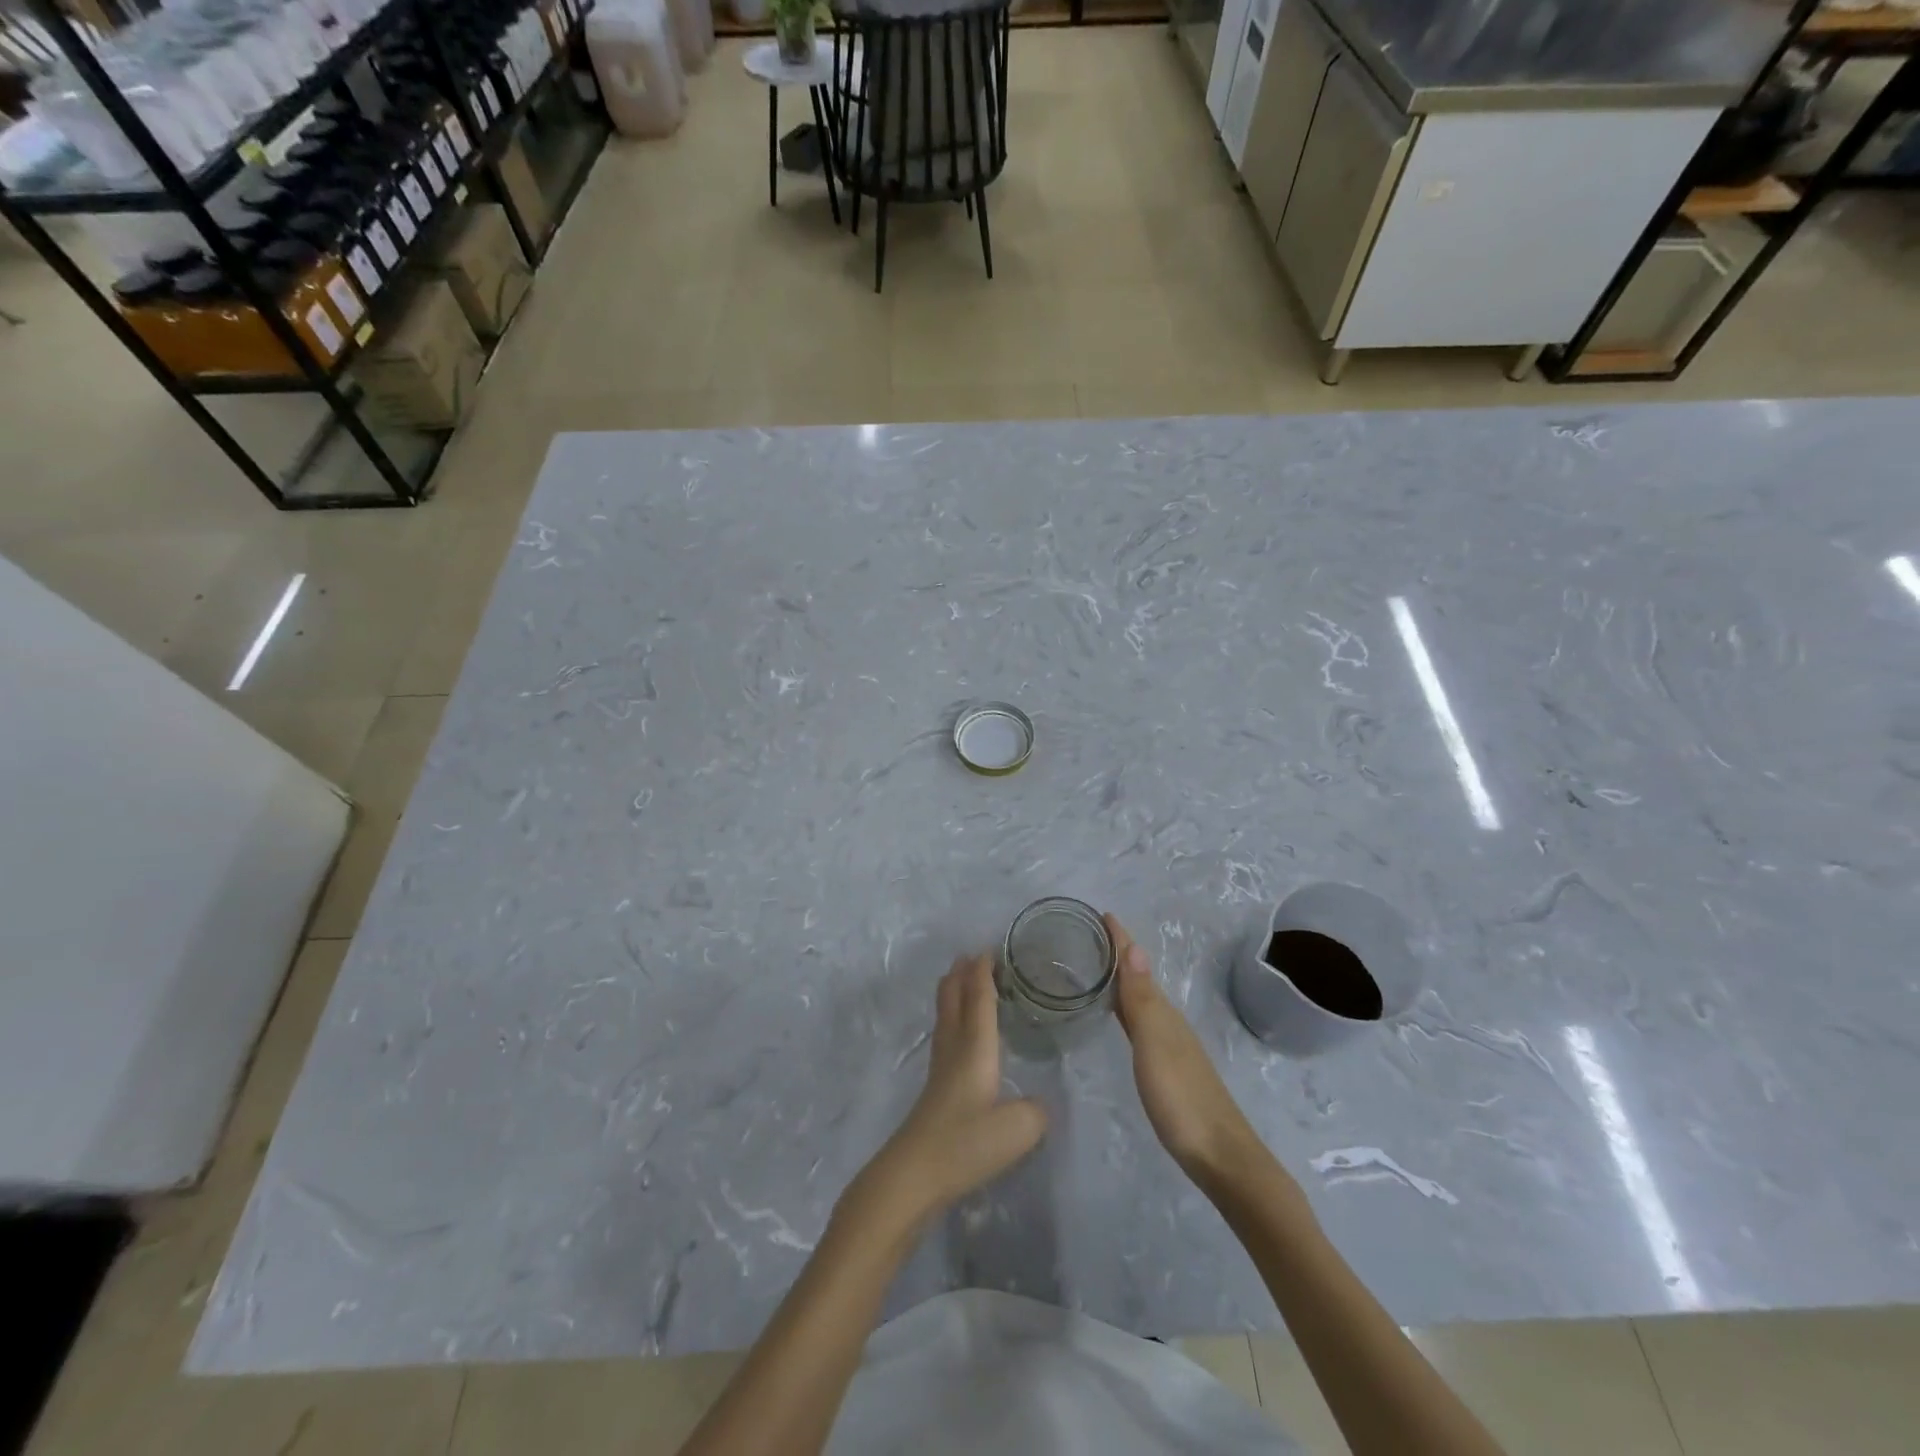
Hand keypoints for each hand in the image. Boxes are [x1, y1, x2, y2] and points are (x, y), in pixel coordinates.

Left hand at [849, 955, 1047, 1228]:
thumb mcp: (1018, 1129)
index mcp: (975, 1046)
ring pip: (945, 1016)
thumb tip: (1038, 1104)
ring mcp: (940, 1068)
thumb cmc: (966, 1143)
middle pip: (953, 998)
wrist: (914, 1174)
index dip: (983, 972)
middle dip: (962, 974)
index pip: (979, 997)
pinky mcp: (935, 1089)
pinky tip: (959, 1033)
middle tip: (972, 956)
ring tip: (962, 981)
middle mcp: (954, 1048)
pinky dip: (953, 1018)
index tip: (989, 948)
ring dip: (954, 993)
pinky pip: (945, 1035)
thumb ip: (1036, 1111)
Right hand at [1106, 914, 1260, 1186]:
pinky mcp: (1169, 1069)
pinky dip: (1127, 1009)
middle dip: (1118, 956)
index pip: (1136, 967)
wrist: (1222, 1158)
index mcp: (1162, 1014)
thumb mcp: (1155, 1045)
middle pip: (1139, 980)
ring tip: (1098, 970)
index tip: (1101, 914)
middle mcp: (1168, 1023)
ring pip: (1141, 1001)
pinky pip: (1142, 1024)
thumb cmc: (1182, 1099)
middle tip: (1089, 936)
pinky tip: (1120, 1018)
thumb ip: (1141, 1000)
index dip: (1120, 941)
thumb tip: (1134, 947)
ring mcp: (1171, 1047)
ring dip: (1122, 981)